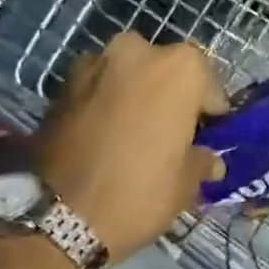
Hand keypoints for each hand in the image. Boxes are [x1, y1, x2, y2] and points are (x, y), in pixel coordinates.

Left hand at [36, 34, 226, 260]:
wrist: (59, 216)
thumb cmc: (141, 192)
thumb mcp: (186, 183)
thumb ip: (201, 161)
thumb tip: (209, 160)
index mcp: (178, 68)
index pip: (207, 84)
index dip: (210, 112)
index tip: (207, 136)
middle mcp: (137, 52)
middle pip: (165, 71)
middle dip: (170, 97)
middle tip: (171, 134)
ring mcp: (94, 64)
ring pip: (128, 76)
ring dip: (136, 98)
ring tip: (136, 136)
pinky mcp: (61, 85)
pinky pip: (98, 90)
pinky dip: (106, 106)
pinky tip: (107, 139)